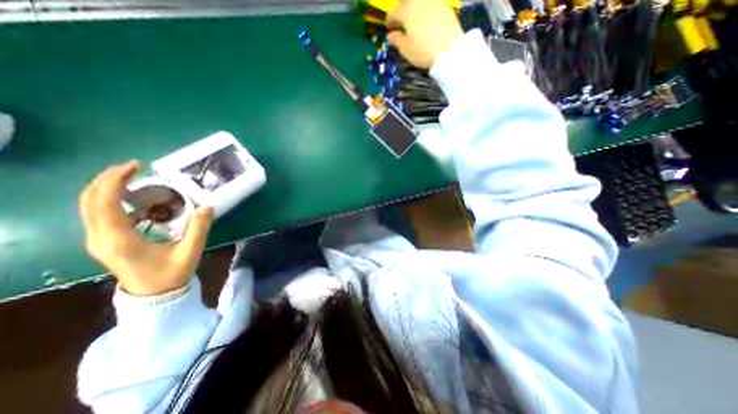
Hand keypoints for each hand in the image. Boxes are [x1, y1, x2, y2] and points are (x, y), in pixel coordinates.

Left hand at [82, 161, 213, 295]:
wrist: (154, 296)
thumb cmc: (171, 274)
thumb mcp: (190, 251)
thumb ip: (199, 228)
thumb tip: (207, 206)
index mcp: (119, 239)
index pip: (104, 203)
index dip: (115, 180)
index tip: (136, 166)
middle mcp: (100, 237)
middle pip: (89, 200)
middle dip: (108, 178)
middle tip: (134, 167)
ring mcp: (98, 240)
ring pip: (89, 206)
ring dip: (107, 187)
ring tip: (134, 178)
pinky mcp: (104, 241)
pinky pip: (99, 213)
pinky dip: (111, 199)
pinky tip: (134, 198)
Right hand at [386, 0, 459, 67]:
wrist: (449, 49)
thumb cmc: (423, 51)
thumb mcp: (406, 50)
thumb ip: (397, 40)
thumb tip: (391, 35)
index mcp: (407, 11)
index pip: (394, 12)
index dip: (390, 20)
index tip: (389, 27)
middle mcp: (419, 1)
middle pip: (406, 1)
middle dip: (401, 8)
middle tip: (400, 20)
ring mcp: (433, 1)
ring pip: (419, 1)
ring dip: (414, 7)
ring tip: (413, 19)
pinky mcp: (444, 5)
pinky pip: (431, 4)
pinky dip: (425, 9)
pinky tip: (425, 19)